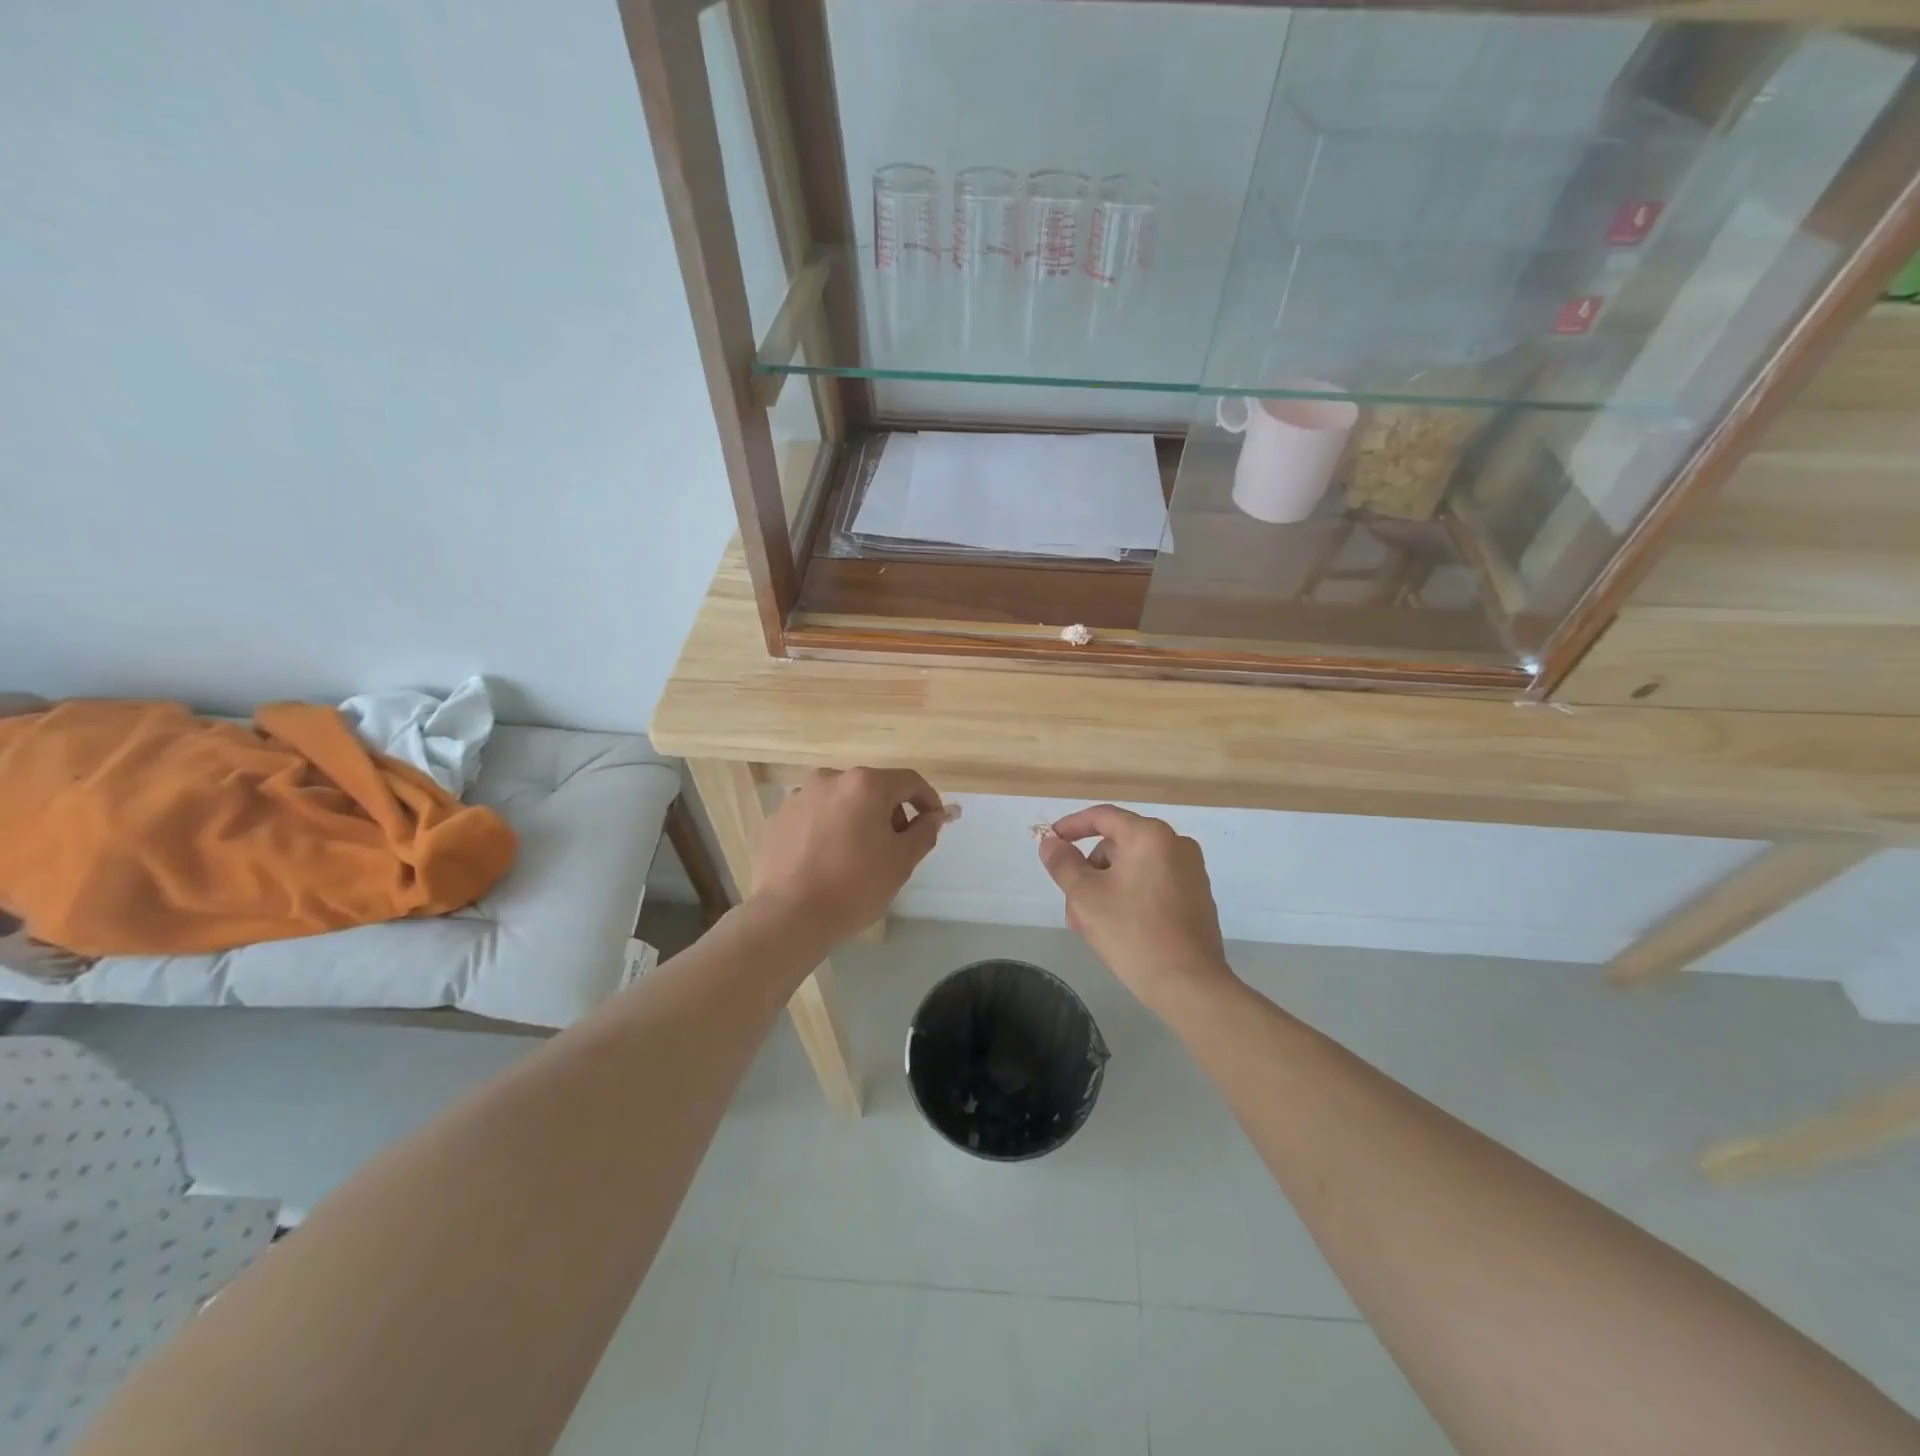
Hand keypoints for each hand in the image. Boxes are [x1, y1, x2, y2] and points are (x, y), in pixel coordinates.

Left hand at [751, 768, 946, 946]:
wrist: (789, 915)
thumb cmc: (854, 885)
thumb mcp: (901, 861)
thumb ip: (924, 831)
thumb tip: (935, 816)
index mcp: (865, 784)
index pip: (909, 781)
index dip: (928, 800)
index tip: (934, 823)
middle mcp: (831, 778)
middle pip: (874, 788)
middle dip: (891, 812)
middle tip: (897, 847)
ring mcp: (800, 795)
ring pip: (843, 800)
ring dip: (859, 819)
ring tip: (859, 855)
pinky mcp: (779, 816)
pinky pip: (817, 814)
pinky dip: (830, 827)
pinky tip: (829, 858)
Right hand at [1038, 805, 1231, 1012]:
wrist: (1189, 984)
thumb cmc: (1132, 932)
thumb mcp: (1085, 896)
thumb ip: (1063, 863)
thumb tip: (1050, 842)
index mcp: (1150, 835)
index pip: (1102, 817)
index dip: (1071, 826)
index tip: (1051, 841)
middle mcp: (1175, 844)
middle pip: (1117, 846)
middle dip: (1089, 872)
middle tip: (1072, 907)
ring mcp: (1191, 871)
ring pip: (1133, 868)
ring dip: (1106, 889)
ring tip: (1091, 927)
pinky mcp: (1197, 897)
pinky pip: (1153, 884)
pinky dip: (1130, 897)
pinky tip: (1118, 929)